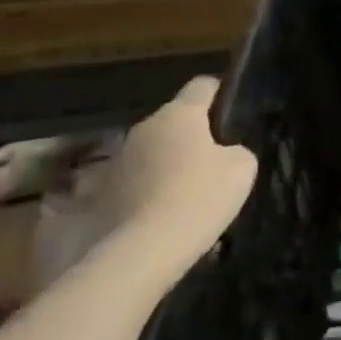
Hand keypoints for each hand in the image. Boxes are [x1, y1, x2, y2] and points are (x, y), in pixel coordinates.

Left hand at [105, 77, 256, 281]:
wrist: (141, 254)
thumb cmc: (199, 198)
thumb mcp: (242, 168)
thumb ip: (235, 150)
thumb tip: (223, 153)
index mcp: (179, 114)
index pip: (202, 85)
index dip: (219, 93)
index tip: (231, 110)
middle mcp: (144, 128)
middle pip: (173, 121)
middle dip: (190, 135)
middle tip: (211, 161)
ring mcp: (116, 161)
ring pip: (149, 152)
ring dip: (163, 164)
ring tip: (182, 193)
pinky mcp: (98, 194)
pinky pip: (131, 182)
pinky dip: (143, 191)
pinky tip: (158, 213)